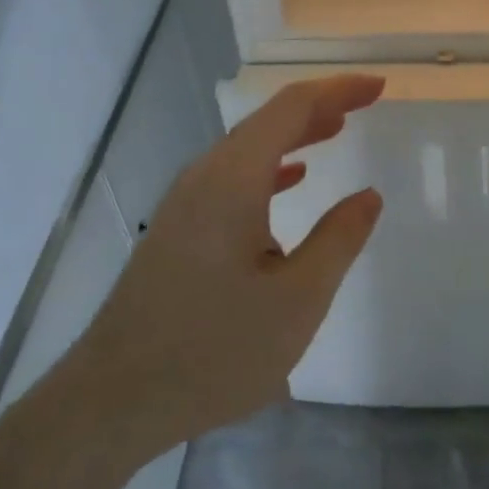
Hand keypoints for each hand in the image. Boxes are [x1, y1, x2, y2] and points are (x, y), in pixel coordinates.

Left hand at [65, 74, 384, 453]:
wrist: (110, 402)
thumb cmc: (212, 350)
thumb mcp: (297, 300)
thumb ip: (338, 240)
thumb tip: (368, 195)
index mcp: (233, 179)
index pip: (291, 108)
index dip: (338, 91)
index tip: (378, 86)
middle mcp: (205, 176)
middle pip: (268, 121)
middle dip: (320, 106)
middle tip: (365, 102)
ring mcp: (186, 203)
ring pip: (249, 148)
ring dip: (295, 134)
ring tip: (336, 130)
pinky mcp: (178, 229)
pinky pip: (233, 176)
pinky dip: (271, 166)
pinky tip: (292, 180)